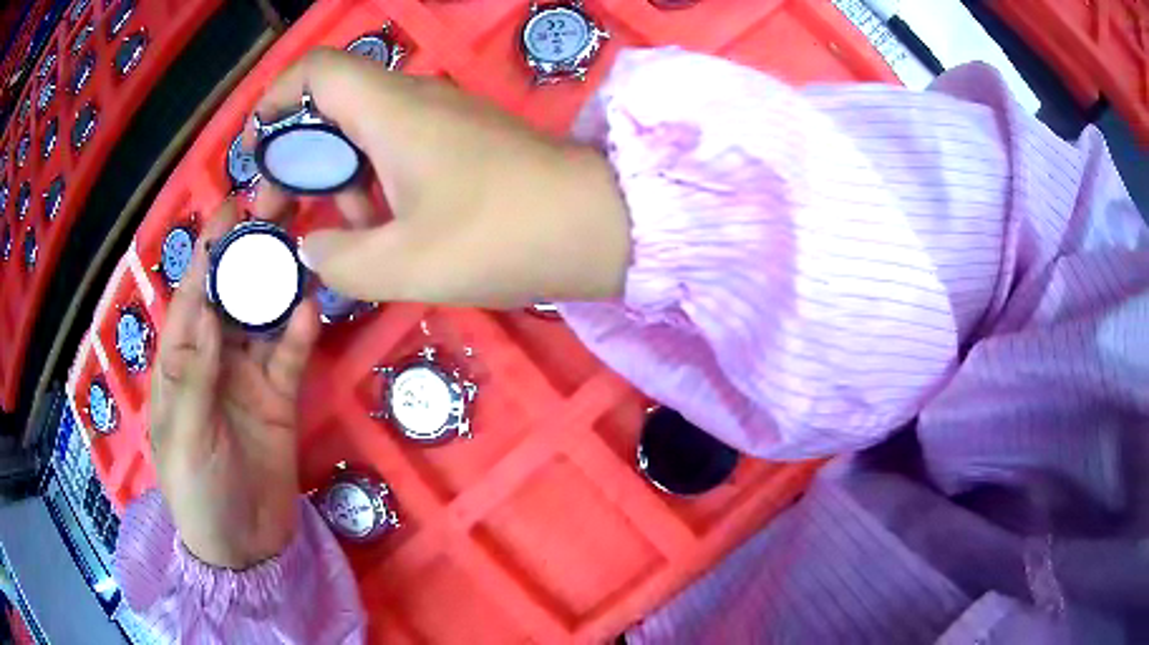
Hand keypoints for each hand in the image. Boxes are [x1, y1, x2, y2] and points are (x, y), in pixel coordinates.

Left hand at [150, 201, 320, 569]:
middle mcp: (214, 357)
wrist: (243, 547)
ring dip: (281, 280)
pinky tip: (312, 308)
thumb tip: (204, 304)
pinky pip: (290, 356)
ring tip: (304, 239)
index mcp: (180, 361)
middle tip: (279, 203)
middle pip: (232, 294)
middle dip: (250, 250)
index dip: (209, 251)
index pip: (193, 295)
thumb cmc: (196, 492)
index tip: (230, 206)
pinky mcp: (280, 397)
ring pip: (264, 316)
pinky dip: (300, 332)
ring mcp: (248, 375)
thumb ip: (193, 373)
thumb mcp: (184, 436)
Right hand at [250, 48, 630, 306]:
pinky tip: (380, 230)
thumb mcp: (404, 264)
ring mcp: (440, 121)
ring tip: (336, 235)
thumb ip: (339, 261)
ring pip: (361, 133)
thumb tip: (311, 248)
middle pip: (329, 107)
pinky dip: (371, 185)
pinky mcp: (461, 144)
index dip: (275, 99)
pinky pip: (395, 151)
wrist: (598, 226)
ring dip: (334, 179)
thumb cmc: (502, 236)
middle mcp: (411, 102)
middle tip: (281, 214)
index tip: (255, 148)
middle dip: (294, 157)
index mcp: (389, 110)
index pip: (315, 71)